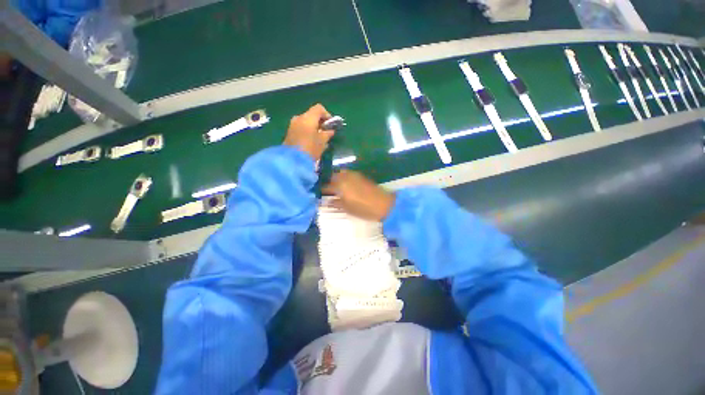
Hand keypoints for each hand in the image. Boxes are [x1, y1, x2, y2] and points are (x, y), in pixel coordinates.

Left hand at [283, 104, 333, 160]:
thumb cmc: (310, 149)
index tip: (331, 125)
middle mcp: (299, 118)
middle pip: (312, 115)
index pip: (319, 109)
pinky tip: (311, 141)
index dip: (327, 115)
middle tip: (326, 132)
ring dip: (313, 127)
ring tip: (319, 139)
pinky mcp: (289, 133)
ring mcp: (292, 125)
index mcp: (308, 118)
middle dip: (320, 122)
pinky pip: (301, 128)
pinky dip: (307, 131)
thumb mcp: (322, 142)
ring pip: (306, 122)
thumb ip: (327, 134)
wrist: (292, 160)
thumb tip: (330, 131)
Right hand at [323, 170, 395, 220]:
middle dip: (328, 182)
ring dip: (336, 178)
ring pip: (341, 174)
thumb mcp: (349, 209)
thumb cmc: (365, 209)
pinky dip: (344, 178)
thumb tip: (329, 201)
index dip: (322, 189)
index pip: (327, 186)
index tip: (319, 192)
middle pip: (333, 176)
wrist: (385, 203)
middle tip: (327, 189)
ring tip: (335, 186)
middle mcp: (346, 177)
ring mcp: (354, 175)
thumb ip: (337, 203)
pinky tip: (345, 184)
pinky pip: (348, 174)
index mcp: (341, 186)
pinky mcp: (361, 176)